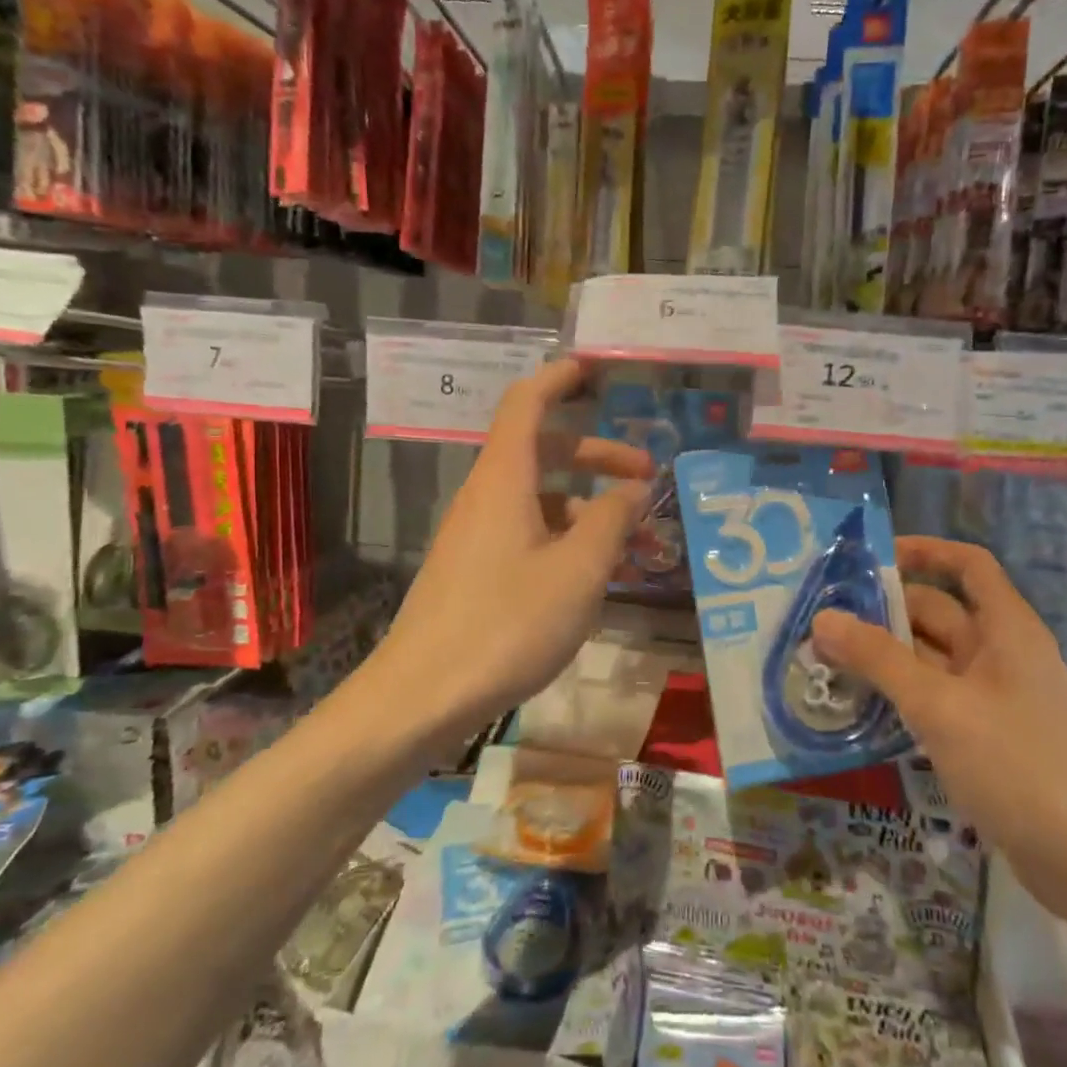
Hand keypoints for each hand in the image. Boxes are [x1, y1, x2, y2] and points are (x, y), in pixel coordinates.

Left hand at [378, 359, 653, 735]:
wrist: (421, 696)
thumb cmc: (506, 624)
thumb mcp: (578, 572)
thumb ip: (611, 521)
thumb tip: (634, 489)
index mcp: (504, 480)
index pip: (527, 403)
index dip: (559, 378)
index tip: (593, 369)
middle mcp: (486, 496)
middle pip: (543, 452)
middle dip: (597, 455)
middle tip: (646, 476)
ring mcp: (476, 535)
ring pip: (539, 499)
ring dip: (587, 508)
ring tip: (633, 543)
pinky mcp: (474, 570)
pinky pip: (527, 534)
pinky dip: (565, 539)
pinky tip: (594, 577)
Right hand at [813, 536, 1066, 933]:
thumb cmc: (1020, 765)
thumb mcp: (940, 706)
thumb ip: (879, 659)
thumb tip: (822, 618)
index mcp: (1005, 628)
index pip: (966, 565)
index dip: (923, 551)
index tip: (868, 559)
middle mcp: (1000, 654)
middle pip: (937, 613)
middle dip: (882, 613)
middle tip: (819, 620)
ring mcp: (994, 700)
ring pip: (930, 661)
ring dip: (883, 658)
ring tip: (823, 660)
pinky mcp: (985, 740)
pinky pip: (934, 701)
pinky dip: (898, 697)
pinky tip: (858, 708)